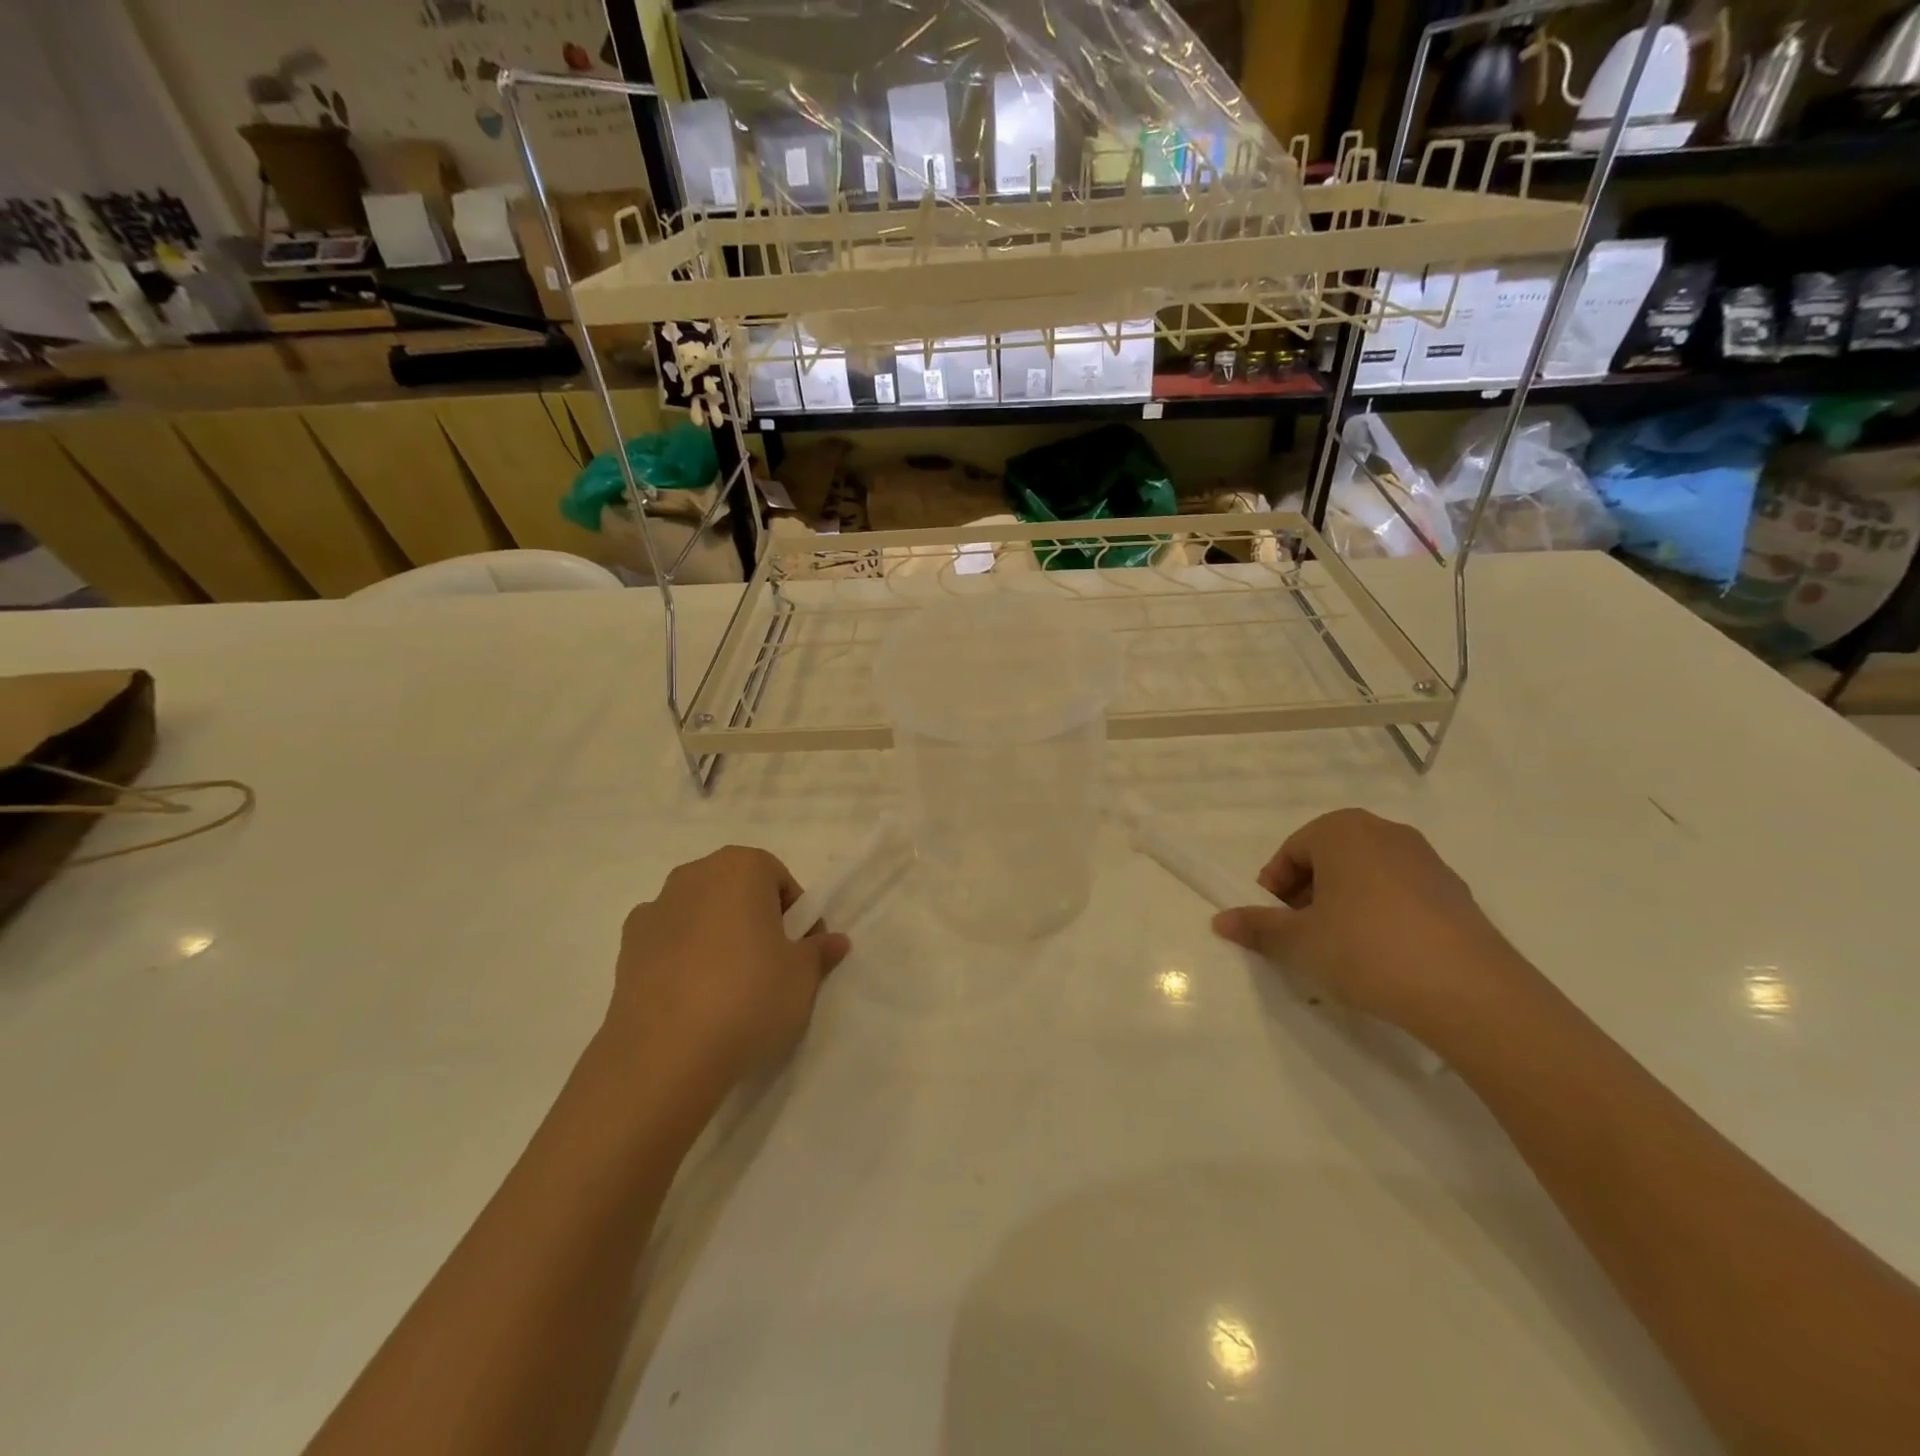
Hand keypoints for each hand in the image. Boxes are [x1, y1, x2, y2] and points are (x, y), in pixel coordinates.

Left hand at [607, 846, 849, 1089]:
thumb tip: (834, 941)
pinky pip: (668, 942)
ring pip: (700, 914)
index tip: (800, 950)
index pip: (779, 879)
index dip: (795, 914)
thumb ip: (819, 952)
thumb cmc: (749, 997)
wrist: (665, 1053)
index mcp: (740, 867)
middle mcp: (694, 875)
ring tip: (729, 988)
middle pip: (736, 890)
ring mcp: (655, 908)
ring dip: (717, 937)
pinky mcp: (626, 946)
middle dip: (755, 919)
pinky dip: (683, 958)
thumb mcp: (802, 977)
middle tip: (770, 966)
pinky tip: (693, 998)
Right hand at [1211, 809, 1538, 1042]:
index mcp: (1343, 830)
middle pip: (1329, 860)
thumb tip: (1221, 921)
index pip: (1291, 851)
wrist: (1470, 992)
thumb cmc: (1366, 949)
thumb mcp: (1299, 942)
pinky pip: (1401, 897)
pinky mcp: (1456, 895)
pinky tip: (1383, 959)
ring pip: (1366, 878)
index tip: (1274, 924)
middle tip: (1302, 938)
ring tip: (1341, 953)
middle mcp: (1386, 833)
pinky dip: (1381, 918)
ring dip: (1344, 908)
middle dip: (1308, 896)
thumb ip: (1258, 927)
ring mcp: (1428, 862)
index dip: (1274, 888)